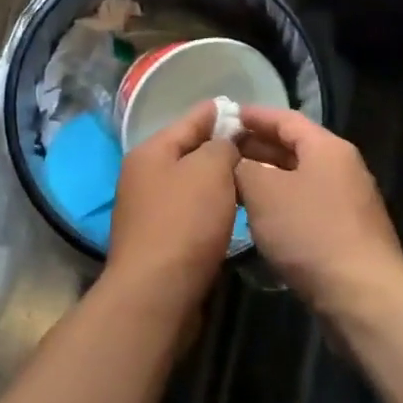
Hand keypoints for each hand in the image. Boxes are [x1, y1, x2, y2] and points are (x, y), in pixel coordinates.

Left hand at [106, 100, 239, 313]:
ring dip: (217, 180)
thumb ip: (222, 146)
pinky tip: (233, 212)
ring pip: (191, 184)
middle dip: (221, 148)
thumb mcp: (210, 171)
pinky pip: (190, 211)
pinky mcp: (158, 239)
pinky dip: (210, 207)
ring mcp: (147, 209)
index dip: (219, 112)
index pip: (191, 120)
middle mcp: (143, 175)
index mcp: (151, 151)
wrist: (156, 293)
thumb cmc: (184, 223)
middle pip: (189, 152)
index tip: (245, 109)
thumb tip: (224, 144)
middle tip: (258, 146)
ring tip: (252, 177)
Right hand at [234, 107, 402, 312]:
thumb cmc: (310, 232)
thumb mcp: (263, 191)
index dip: (252, 116)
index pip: (285, 118)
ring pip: (298, 179)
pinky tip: (257, 219)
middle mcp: (341, 168)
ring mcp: (347, 203)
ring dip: (266, 178)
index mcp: (327, 148)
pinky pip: (305, 206)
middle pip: (293, 147)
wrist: (362, 296)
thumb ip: (241, 167)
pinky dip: (279, 205)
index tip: (223, 116)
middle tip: (220, 152)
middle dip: (256, 148)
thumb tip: (232, 160)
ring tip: (231, 184)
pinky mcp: (346, 234)